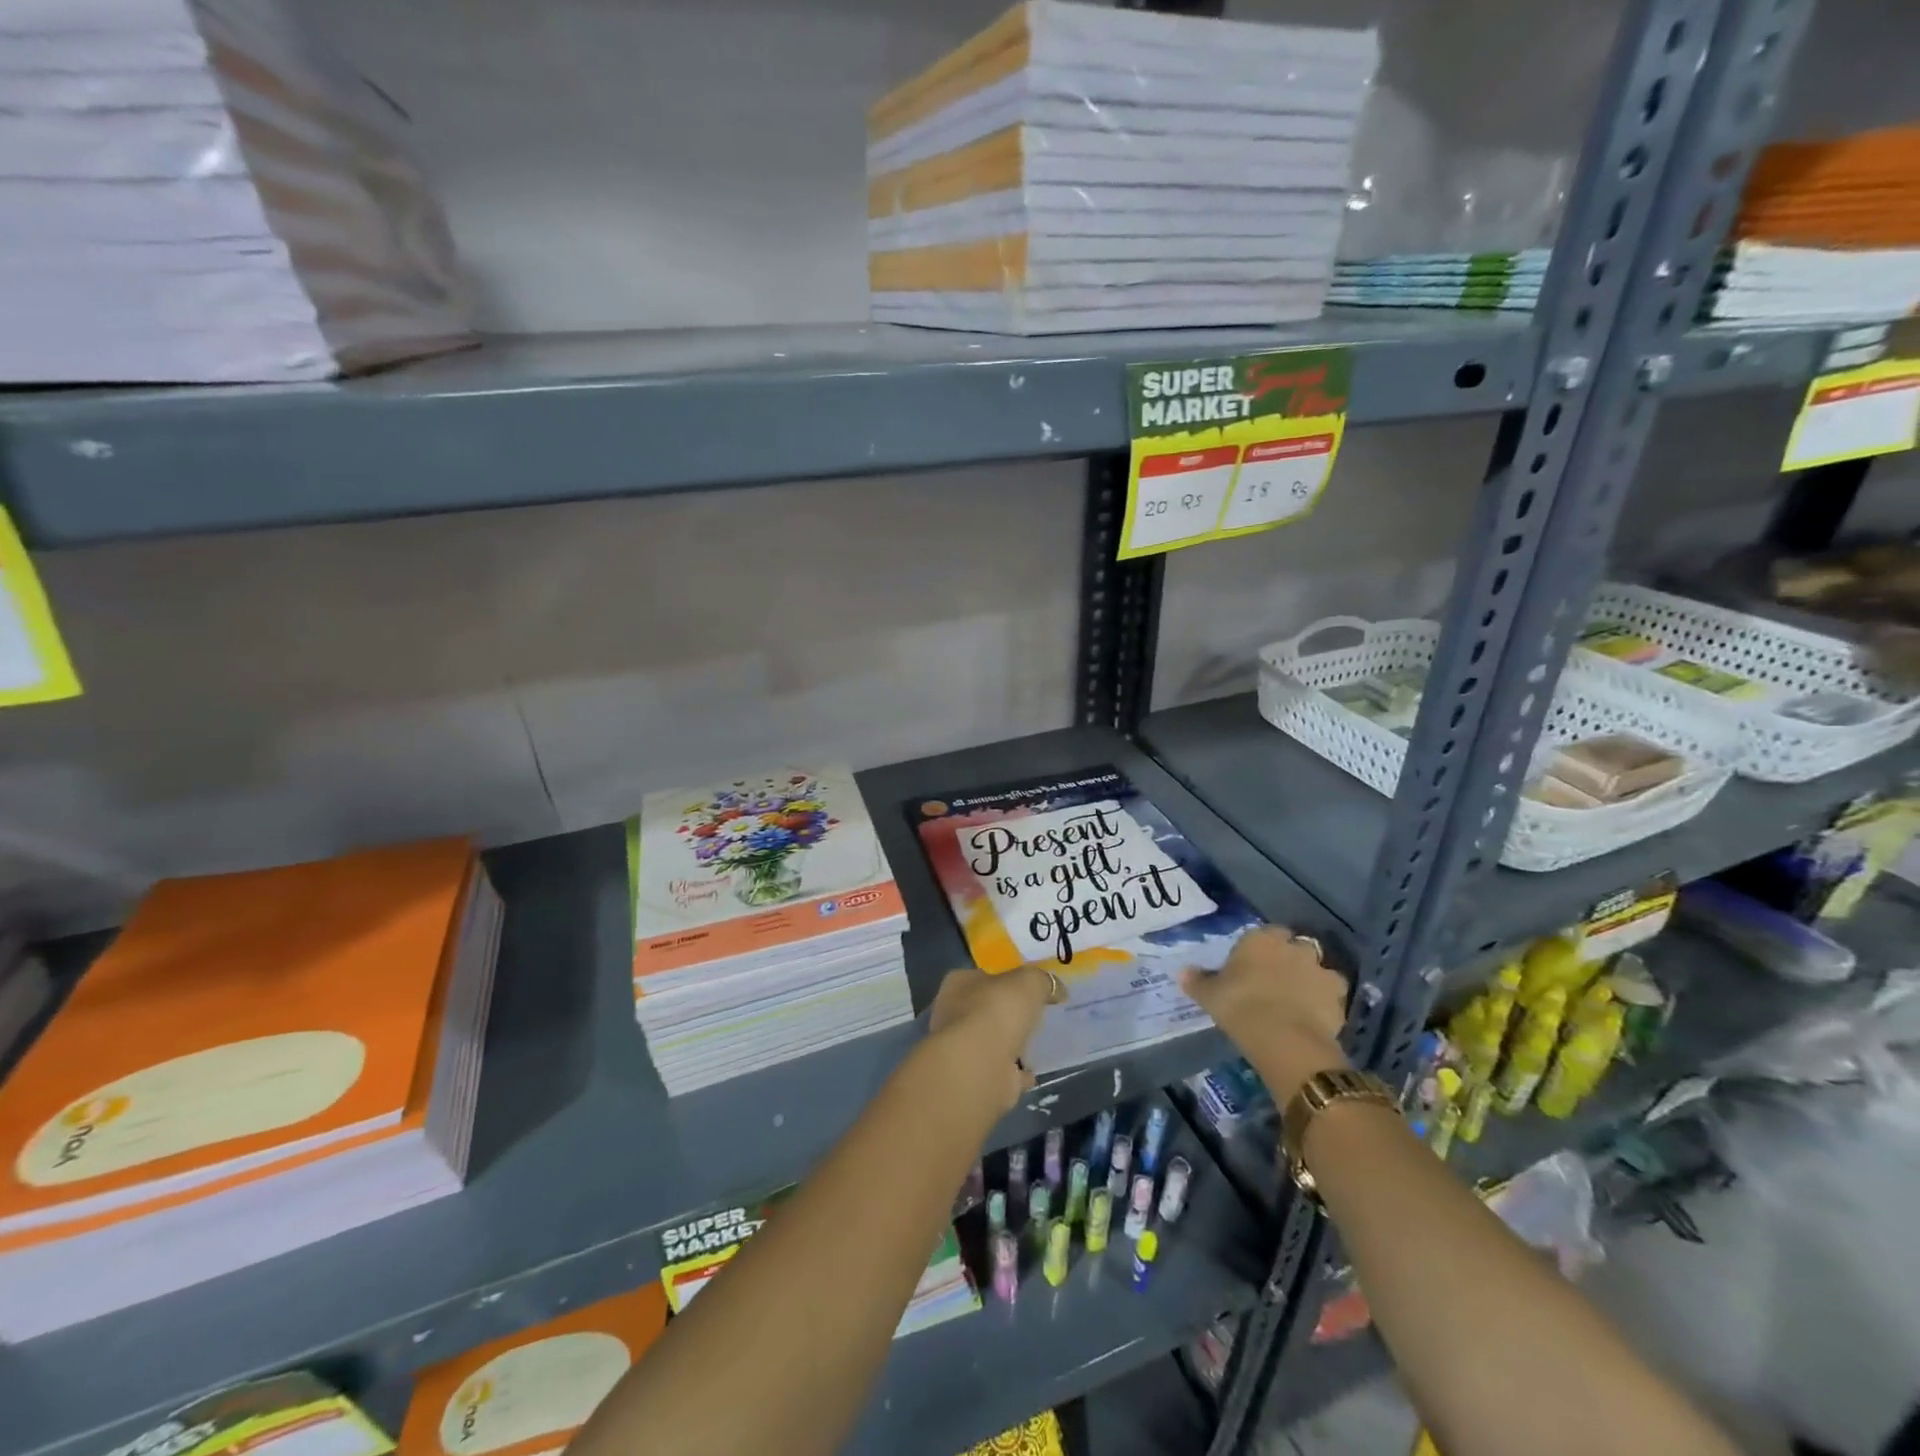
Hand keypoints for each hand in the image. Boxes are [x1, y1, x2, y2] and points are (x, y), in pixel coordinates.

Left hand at [924, 967, 1063, 1112]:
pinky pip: (1002, 1071)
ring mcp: (963, 1049)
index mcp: (959, 984)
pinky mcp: (976, 1078)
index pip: (983, 976)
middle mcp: (953, 1014)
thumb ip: (1042, 981)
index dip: (1006, 979)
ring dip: (1011, 1044)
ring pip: (992, 1041)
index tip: (1029, 989)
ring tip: (1038, 1043)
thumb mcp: (1029, 981)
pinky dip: (1016, 1072)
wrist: (979, 1066)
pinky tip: (1034, 1072)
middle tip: (1036, 1016)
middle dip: (1008, 1013)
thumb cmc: (997, 1010)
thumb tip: (1056, 989)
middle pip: (986, 1009)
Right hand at [1182, 926, 1350, 1104]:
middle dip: (1289, 960)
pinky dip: (1325, 1003)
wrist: (1284, 1039)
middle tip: (1275, 983)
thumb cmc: (1240, 1006)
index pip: (1266, 933)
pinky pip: (1331, 995)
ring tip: (1297, 1002)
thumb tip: (1182, 972)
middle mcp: (1294, 947)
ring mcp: (1320, 970)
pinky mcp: (1339, 997)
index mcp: (1261, 938)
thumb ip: (1198, 981)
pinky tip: (1313, 1018)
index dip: (1261, 949)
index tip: (1252, 967)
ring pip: (1317, 969)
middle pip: (1294, 947)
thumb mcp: (1210, 995)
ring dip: (1311, 980)